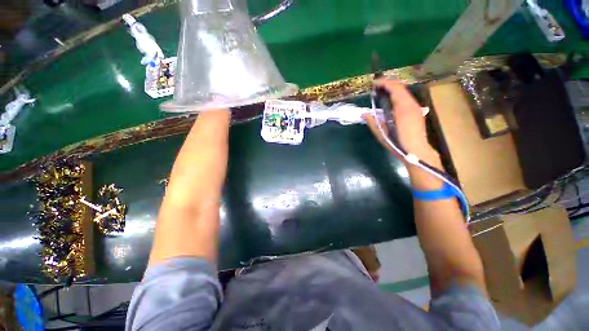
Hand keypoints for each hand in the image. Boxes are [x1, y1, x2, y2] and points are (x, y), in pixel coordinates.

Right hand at [363, 79, 439, 166]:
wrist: (417, 151)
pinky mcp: (417, 111)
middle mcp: (411, 104)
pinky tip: (391, 99)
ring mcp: (415, 107)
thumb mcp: (382, 134)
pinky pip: (406, 97)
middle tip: (376, 86)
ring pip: (404, 91)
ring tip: (382, 91)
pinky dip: (398, 94)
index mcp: (402, 108)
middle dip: (388, 83)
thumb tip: (364, 114)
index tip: (374, 83)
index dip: (384, 83)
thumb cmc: (398, 143)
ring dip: (393, 89)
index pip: (395, 88)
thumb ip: (373, 122)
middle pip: (400, 87)